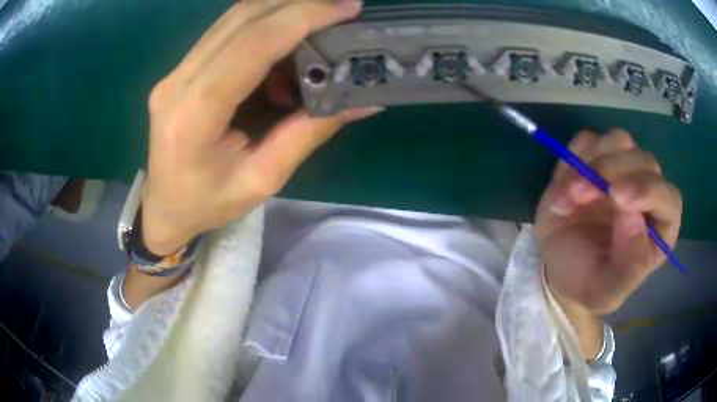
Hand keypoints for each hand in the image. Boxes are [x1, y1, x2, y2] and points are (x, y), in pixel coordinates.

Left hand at [140, 0, 378, 254]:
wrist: (164, 206)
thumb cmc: (209, 204)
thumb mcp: (262, 180)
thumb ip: (308, 134)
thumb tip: (361, 101)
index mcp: (193, 117)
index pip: (250, 46)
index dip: (300, 17)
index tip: (345, 8)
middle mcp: (177, 83)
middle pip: (240, 19)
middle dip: (297, 4)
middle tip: (341, 8)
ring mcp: (174, 72)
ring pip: (232, 18)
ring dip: (281, 10)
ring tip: (320, 22)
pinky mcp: (179, 70)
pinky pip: (225, 31)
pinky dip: (262, 24)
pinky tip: (286, 42)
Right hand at [535, 129, 682, 314]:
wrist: (557, 265)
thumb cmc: (586, 282)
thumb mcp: (605, 293)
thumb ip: (628, 268)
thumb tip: (635, 219)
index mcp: (658, 229)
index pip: (669, 199)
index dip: (649, 191)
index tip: (618, 198)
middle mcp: (647, 193)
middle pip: (644, 161)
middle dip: (610, 173)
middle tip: (578, 194)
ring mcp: (622, 170)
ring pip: (620, 141)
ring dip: (592, 162)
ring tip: (569, 193)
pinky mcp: (597, 157)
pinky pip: (591, 139)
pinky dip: (576, 154)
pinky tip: (566, 181)